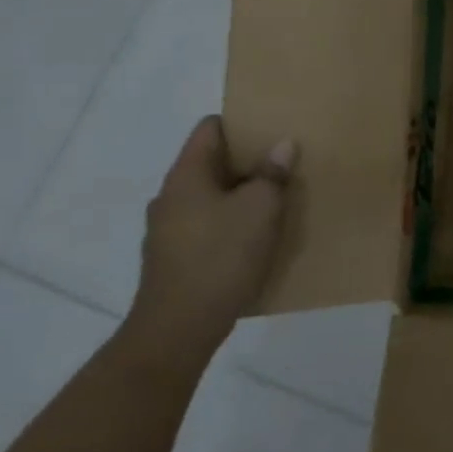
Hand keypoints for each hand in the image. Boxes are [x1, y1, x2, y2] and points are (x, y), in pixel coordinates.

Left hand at [125, 116, 295, 358]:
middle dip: (247, 161)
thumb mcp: (261, 209)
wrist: (179, 328)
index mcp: (186, 176)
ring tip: (276, 200)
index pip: (209, 129)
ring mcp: (168, 230)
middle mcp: (170, 197)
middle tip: (284, 163)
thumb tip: (282, 145)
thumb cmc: (221, 257)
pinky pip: (206, 225)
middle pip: (210, 163)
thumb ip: (272, 174)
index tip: (273, 127)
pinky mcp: (174, 258)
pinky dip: (230, 222)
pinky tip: (255, 237)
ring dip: (240, 194)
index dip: (241, 123)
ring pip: (210, 196)